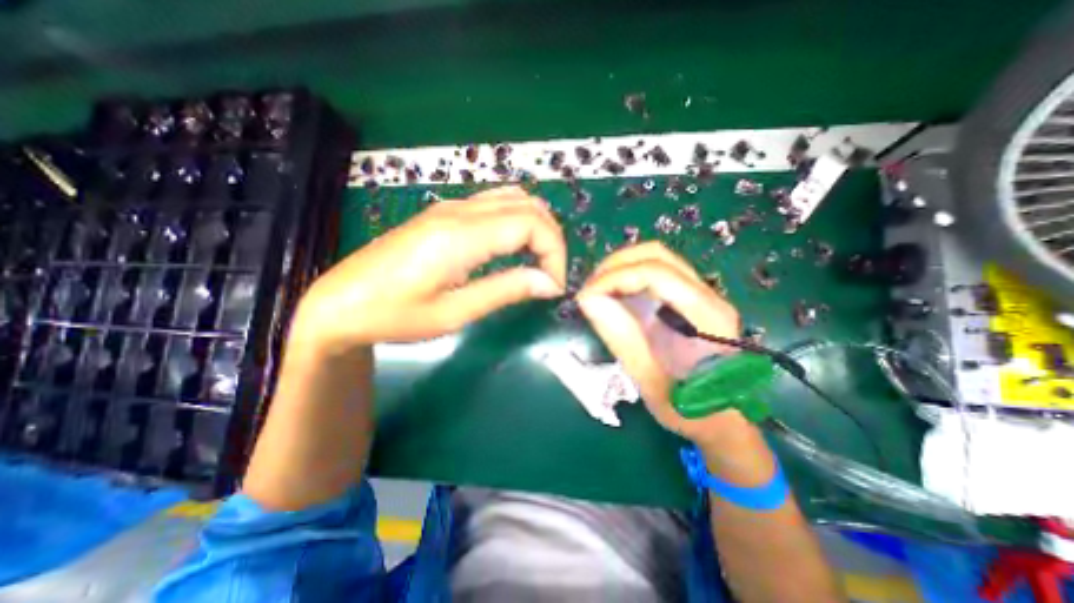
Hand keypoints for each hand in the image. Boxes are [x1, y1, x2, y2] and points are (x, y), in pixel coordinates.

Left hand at [290, 185, 565, 349]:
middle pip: (528, 205)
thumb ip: (505, 291)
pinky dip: (518, 221)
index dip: (554, 253)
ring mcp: (450, 208)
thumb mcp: (454, 313)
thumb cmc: (395, 315)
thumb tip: (549, 283)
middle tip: (550, 276)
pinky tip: (514, 248)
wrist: (340, 303)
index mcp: (461, 236)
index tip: (554, 286)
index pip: (531, 224)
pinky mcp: (444, 213)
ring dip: (537, 226)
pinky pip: (495, 204)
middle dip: (552, 239)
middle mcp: (459, 211)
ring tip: (538, 262)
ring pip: (514, 198)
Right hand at [580, 242, 748, 444]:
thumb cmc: (692, 411)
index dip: (615, 277)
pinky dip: (628, 277)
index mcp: (707, 317)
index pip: (656, 273)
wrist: (723, 421)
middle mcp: (709, 296)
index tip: (586, 297)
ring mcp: (701, 294)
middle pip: (656, 254)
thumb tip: (588, 300)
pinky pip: (655, 273)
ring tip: (597, 291)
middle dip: (615, 265)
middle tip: (588, 290)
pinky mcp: (689, 299)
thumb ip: (623, 339)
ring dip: (620, 268)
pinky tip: (613, 296)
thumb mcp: (652, 383)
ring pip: (656, 258)